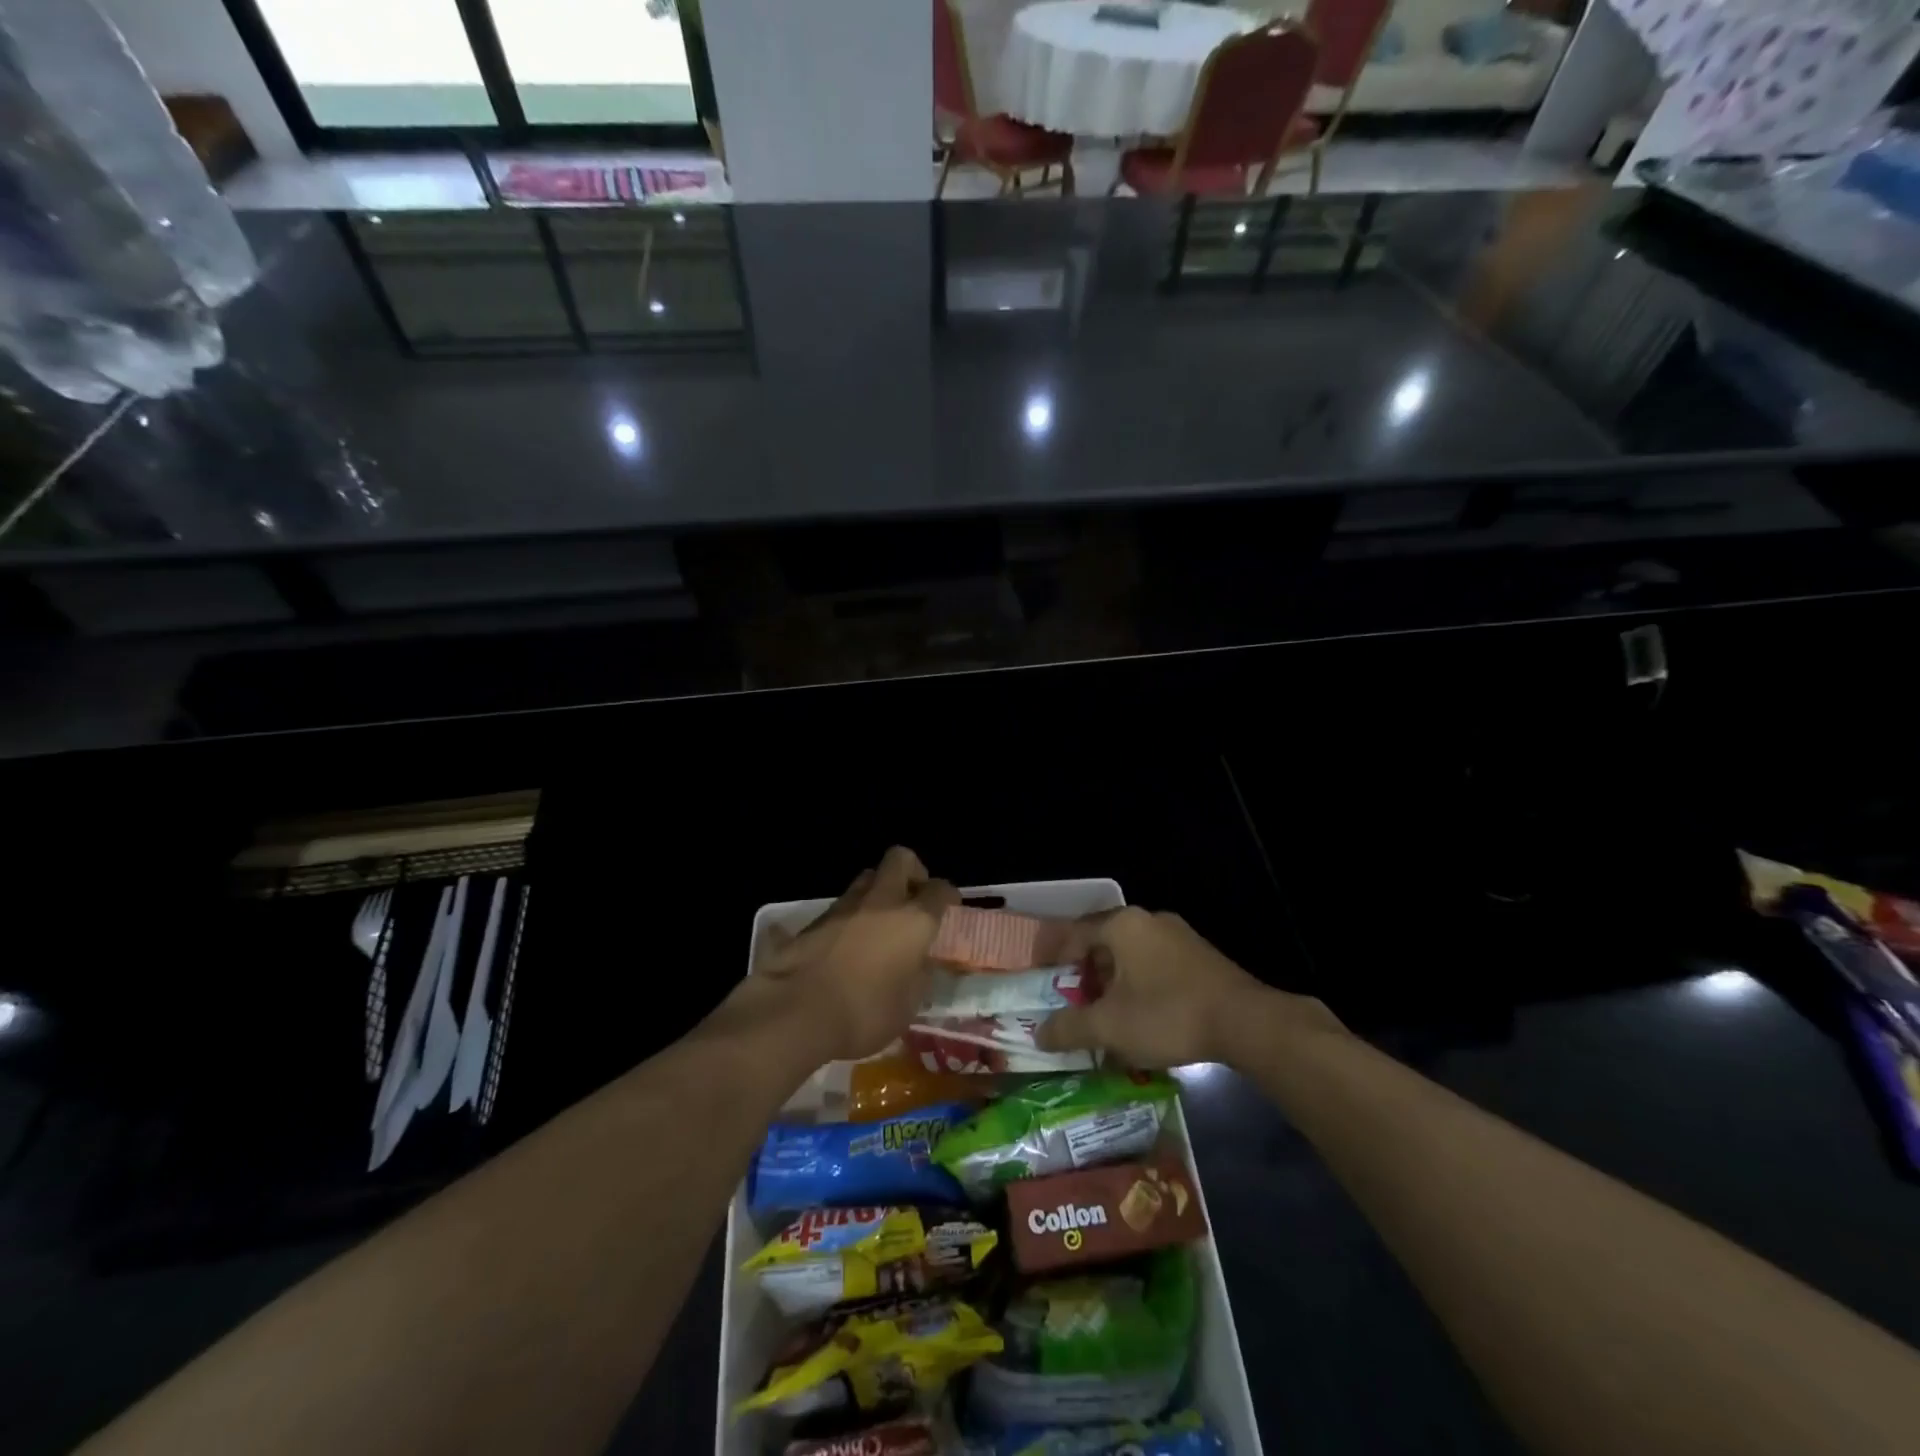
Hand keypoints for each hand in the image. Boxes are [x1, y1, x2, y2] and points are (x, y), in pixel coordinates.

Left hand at [749, 847, 958, 1062]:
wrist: (796, 1011)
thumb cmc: (864, 1012)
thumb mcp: (907, 1006)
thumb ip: (919, 976)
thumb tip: (920, 962)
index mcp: (913, 920)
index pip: (940, 889)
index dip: (947, 896)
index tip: (948, 908)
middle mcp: (882, 901)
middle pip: (900, 859)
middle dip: (912, 872)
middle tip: (913, 899)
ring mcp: (845, 905)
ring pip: (868, 878)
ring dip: (878, 892)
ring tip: (879, 924)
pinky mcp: (816, 918)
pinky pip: (842, 905)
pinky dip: (851, 916)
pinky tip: (849, 944)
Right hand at [1035, 907, 1341, 1066]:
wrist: (1246, 1022)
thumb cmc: (1167, 1014)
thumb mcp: (1110, 1027)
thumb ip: (1070, 1028)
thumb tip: (1039, 1034)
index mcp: (1121, 925)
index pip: (1074, 934)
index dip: (1054, 960)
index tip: (1044, 985)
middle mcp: (1148, 920)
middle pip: (1102, 943)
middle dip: (1085, 975)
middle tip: (1075, 1004)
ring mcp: (1178, 935)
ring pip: (1130, 955)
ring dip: (1113, 982)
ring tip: (1107, 1016)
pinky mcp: (1200, 955)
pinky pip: (1155, 964)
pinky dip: (1140, 985)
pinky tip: (1143, 1017)